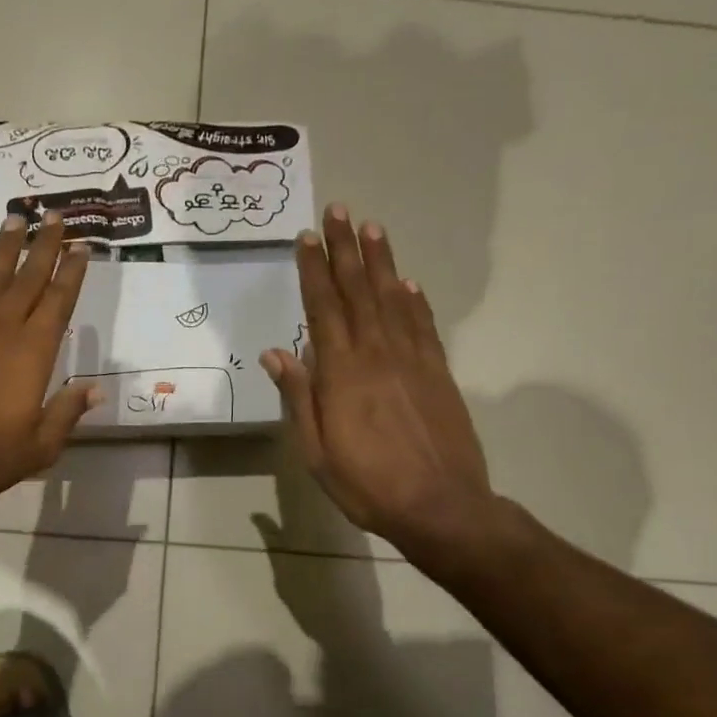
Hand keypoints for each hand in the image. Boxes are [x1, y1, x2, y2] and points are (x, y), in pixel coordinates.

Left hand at [0, 211, 97, 512]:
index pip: (58, 303)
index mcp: (32, 354)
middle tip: (55, 217)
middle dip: (44, 247)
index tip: (82, 247)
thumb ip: (67, 412)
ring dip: (4, 250)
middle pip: (27, 280)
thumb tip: (96, 388)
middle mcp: (0, 330)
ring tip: (15, 221)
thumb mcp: (40, 446)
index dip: (71, 273)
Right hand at [260, 205, 498, 568]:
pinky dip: (414, 299)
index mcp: (342, 373)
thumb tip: (276, 352)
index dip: (314, 271)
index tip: (306, 237)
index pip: (323, 309)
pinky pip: (423, 325)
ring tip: (372, 227)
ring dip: (381, 261)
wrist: (441, 505)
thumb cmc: (368, 484)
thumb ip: (299, 398)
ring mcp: (413, 360)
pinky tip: (407, 281)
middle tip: (338, 210)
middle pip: (358, 292)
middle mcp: (377, 353)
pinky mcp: (439, 372)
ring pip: (393, 299)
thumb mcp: (316, 452)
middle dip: (346, 250)